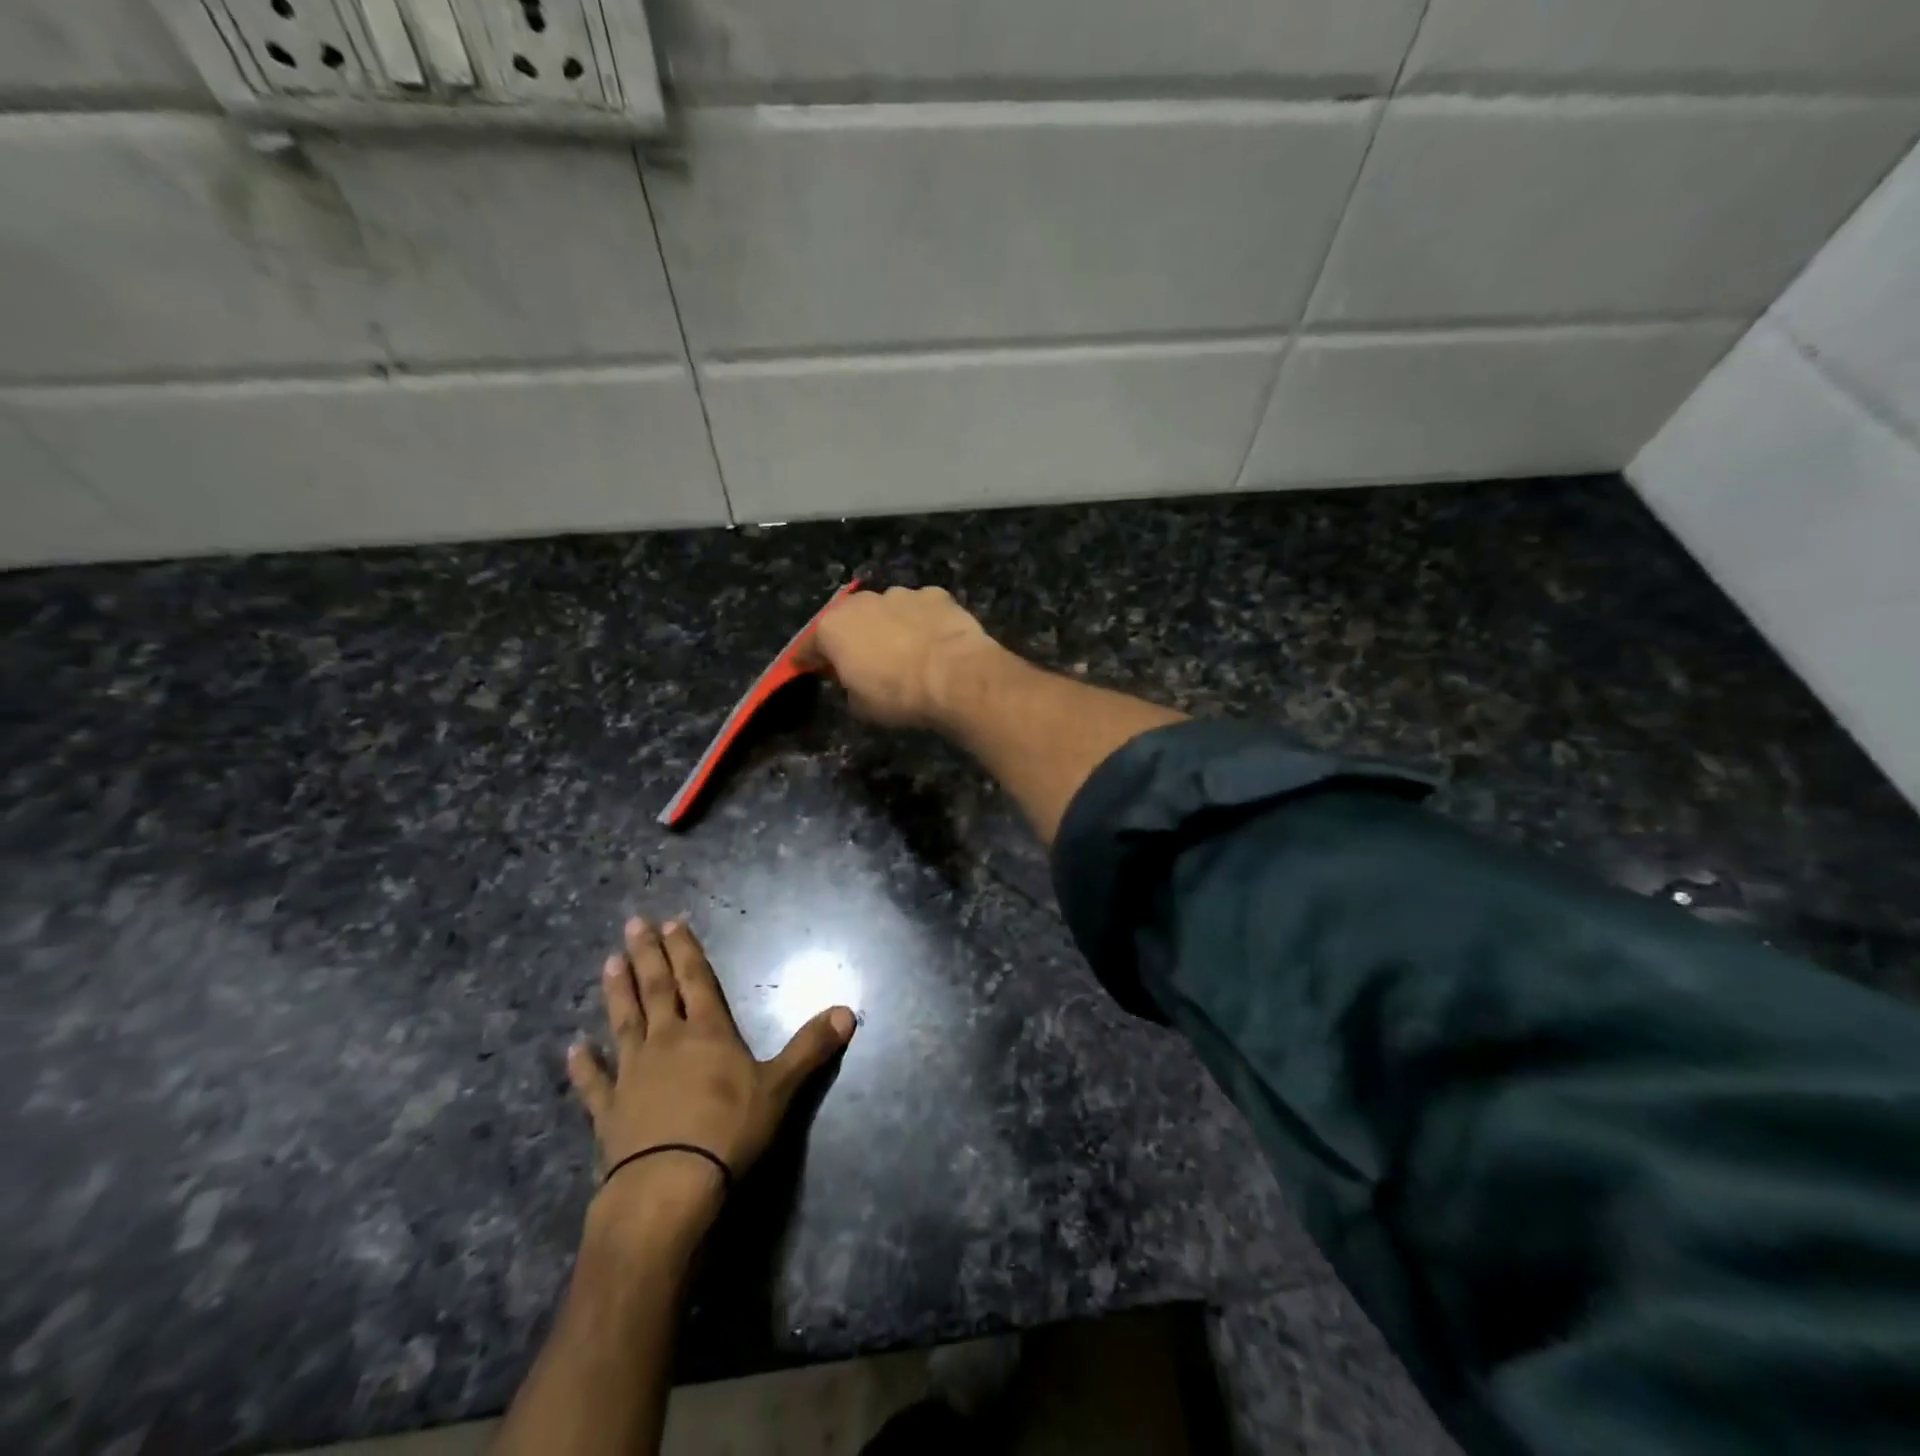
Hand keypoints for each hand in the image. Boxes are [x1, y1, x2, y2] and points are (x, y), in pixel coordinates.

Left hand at [566, 918, 854, 1234]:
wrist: (669, 1187)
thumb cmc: (729, 1130)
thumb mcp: (781, 1087)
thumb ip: (811, 1048)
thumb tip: (848, 1011)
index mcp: (708, 1032)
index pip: (697, 980)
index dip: (686, 950)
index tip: (671, 922)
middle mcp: (666, 1042)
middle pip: (656, 990)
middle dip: (647, 955)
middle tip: (632, 924)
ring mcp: (633, 1075)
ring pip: (623, 1023)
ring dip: (617, 993)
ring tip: (608, 963)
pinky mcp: (609, 1112)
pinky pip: (593, 1083)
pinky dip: (583, 1067)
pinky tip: (572, 1050)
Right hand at [802, 586, 996, 730]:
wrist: (955, 675)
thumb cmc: (898, 695)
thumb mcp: (860, 706)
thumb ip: (849, 688)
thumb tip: (856, 682)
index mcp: (833, 628)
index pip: (809, 646)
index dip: (808, 660)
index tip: (808, 669)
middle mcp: (862, 602)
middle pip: (849, 620)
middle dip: (852, 638)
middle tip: (862, 660)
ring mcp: (900, 594)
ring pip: (886, 610)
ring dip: (889, 626)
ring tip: (904, 651)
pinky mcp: (936, 595)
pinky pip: (921, 610)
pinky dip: (922, 622)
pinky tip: (933, 642)